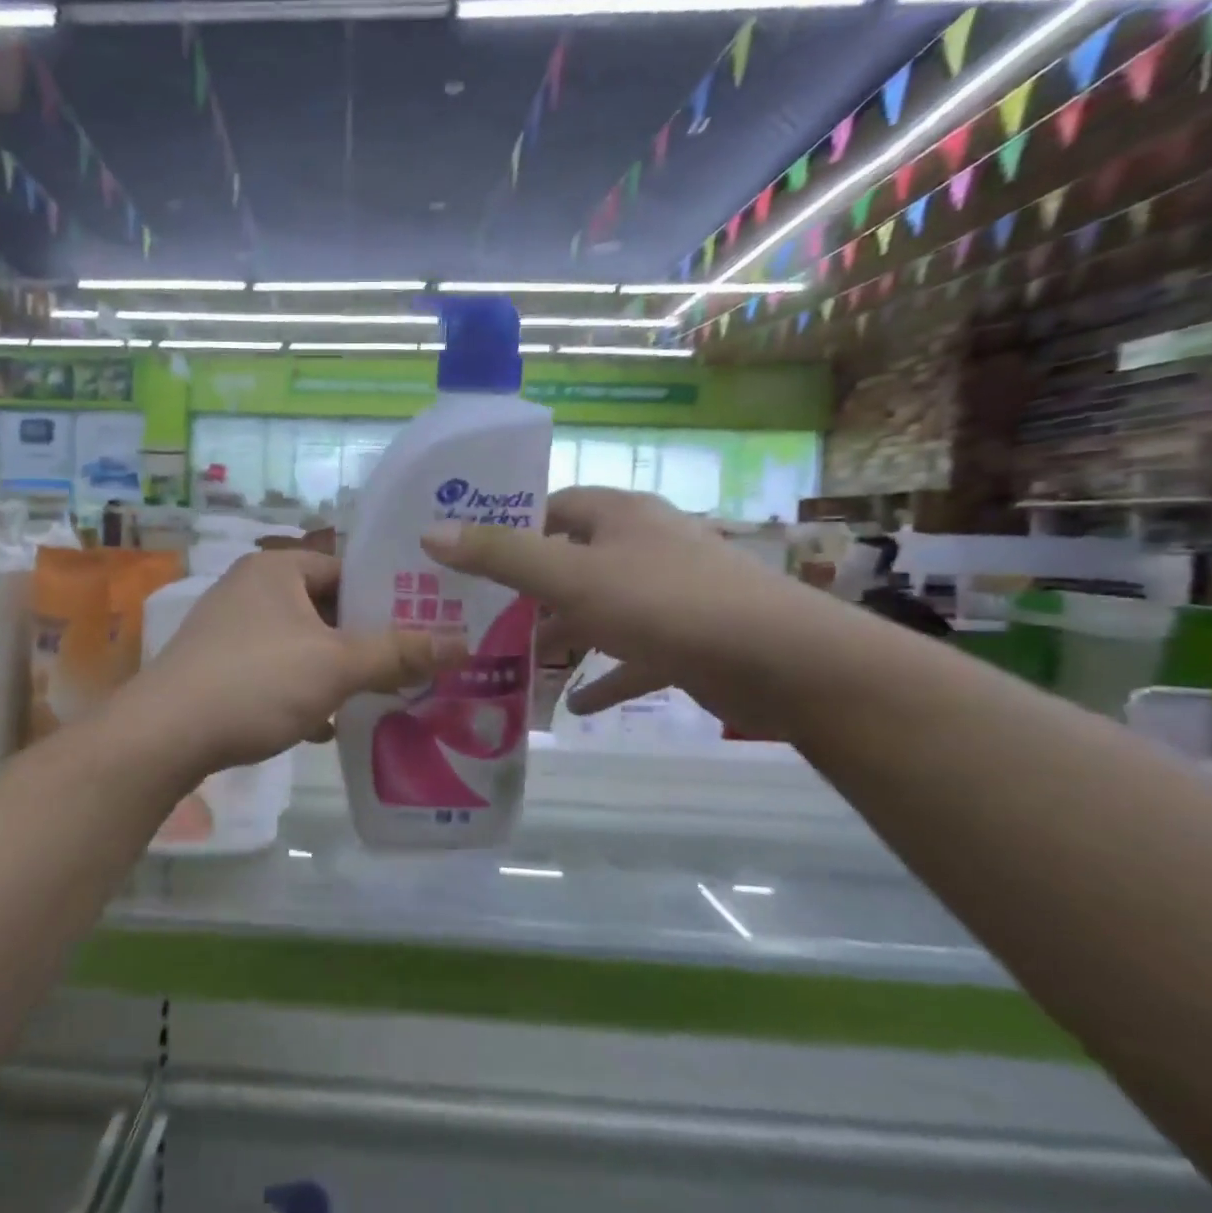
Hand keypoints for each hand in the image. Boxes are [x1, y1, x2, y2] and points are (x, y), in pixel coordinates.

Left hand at [121, 550, 461, 778]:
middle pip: (325, 607)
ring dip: (335, 668)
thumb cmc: (256, 682)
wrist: (164, 736)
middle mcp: (250, 588)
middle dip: (364, 638)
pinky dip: (302, 690)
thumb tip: (464, 644)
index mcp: (276, 568)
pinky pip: (275, 670)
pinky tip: (324, 724)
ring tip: (378, 693)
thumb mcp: (337, 665)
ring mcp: (229, 629)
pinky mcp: (217, 667)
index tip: (425, 621)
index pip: (346, 566)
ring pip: (301, 642)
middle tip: (410, 660)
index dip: (387, 592)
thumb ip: (399, 652)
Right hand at [420, 487, 796, 717]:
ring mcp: (669, 593)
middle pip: (573, 559)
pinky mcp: (687, 640)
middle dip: (530, 589)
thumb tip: (430, 533)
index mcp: (619, 515)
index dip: (511, 527)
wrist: (781, 661)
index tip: (470, 558)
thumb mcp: (570, 577)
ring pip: (600, 609)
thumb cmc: (664, 603)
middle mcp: (644, 545)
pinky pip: (633, 657)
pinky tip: (576, 705)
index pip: (553, 507)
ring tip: (516, 660)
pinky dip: (605, 676)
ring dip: (563, 634)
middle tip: (481, 616)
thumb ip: (501, 556)